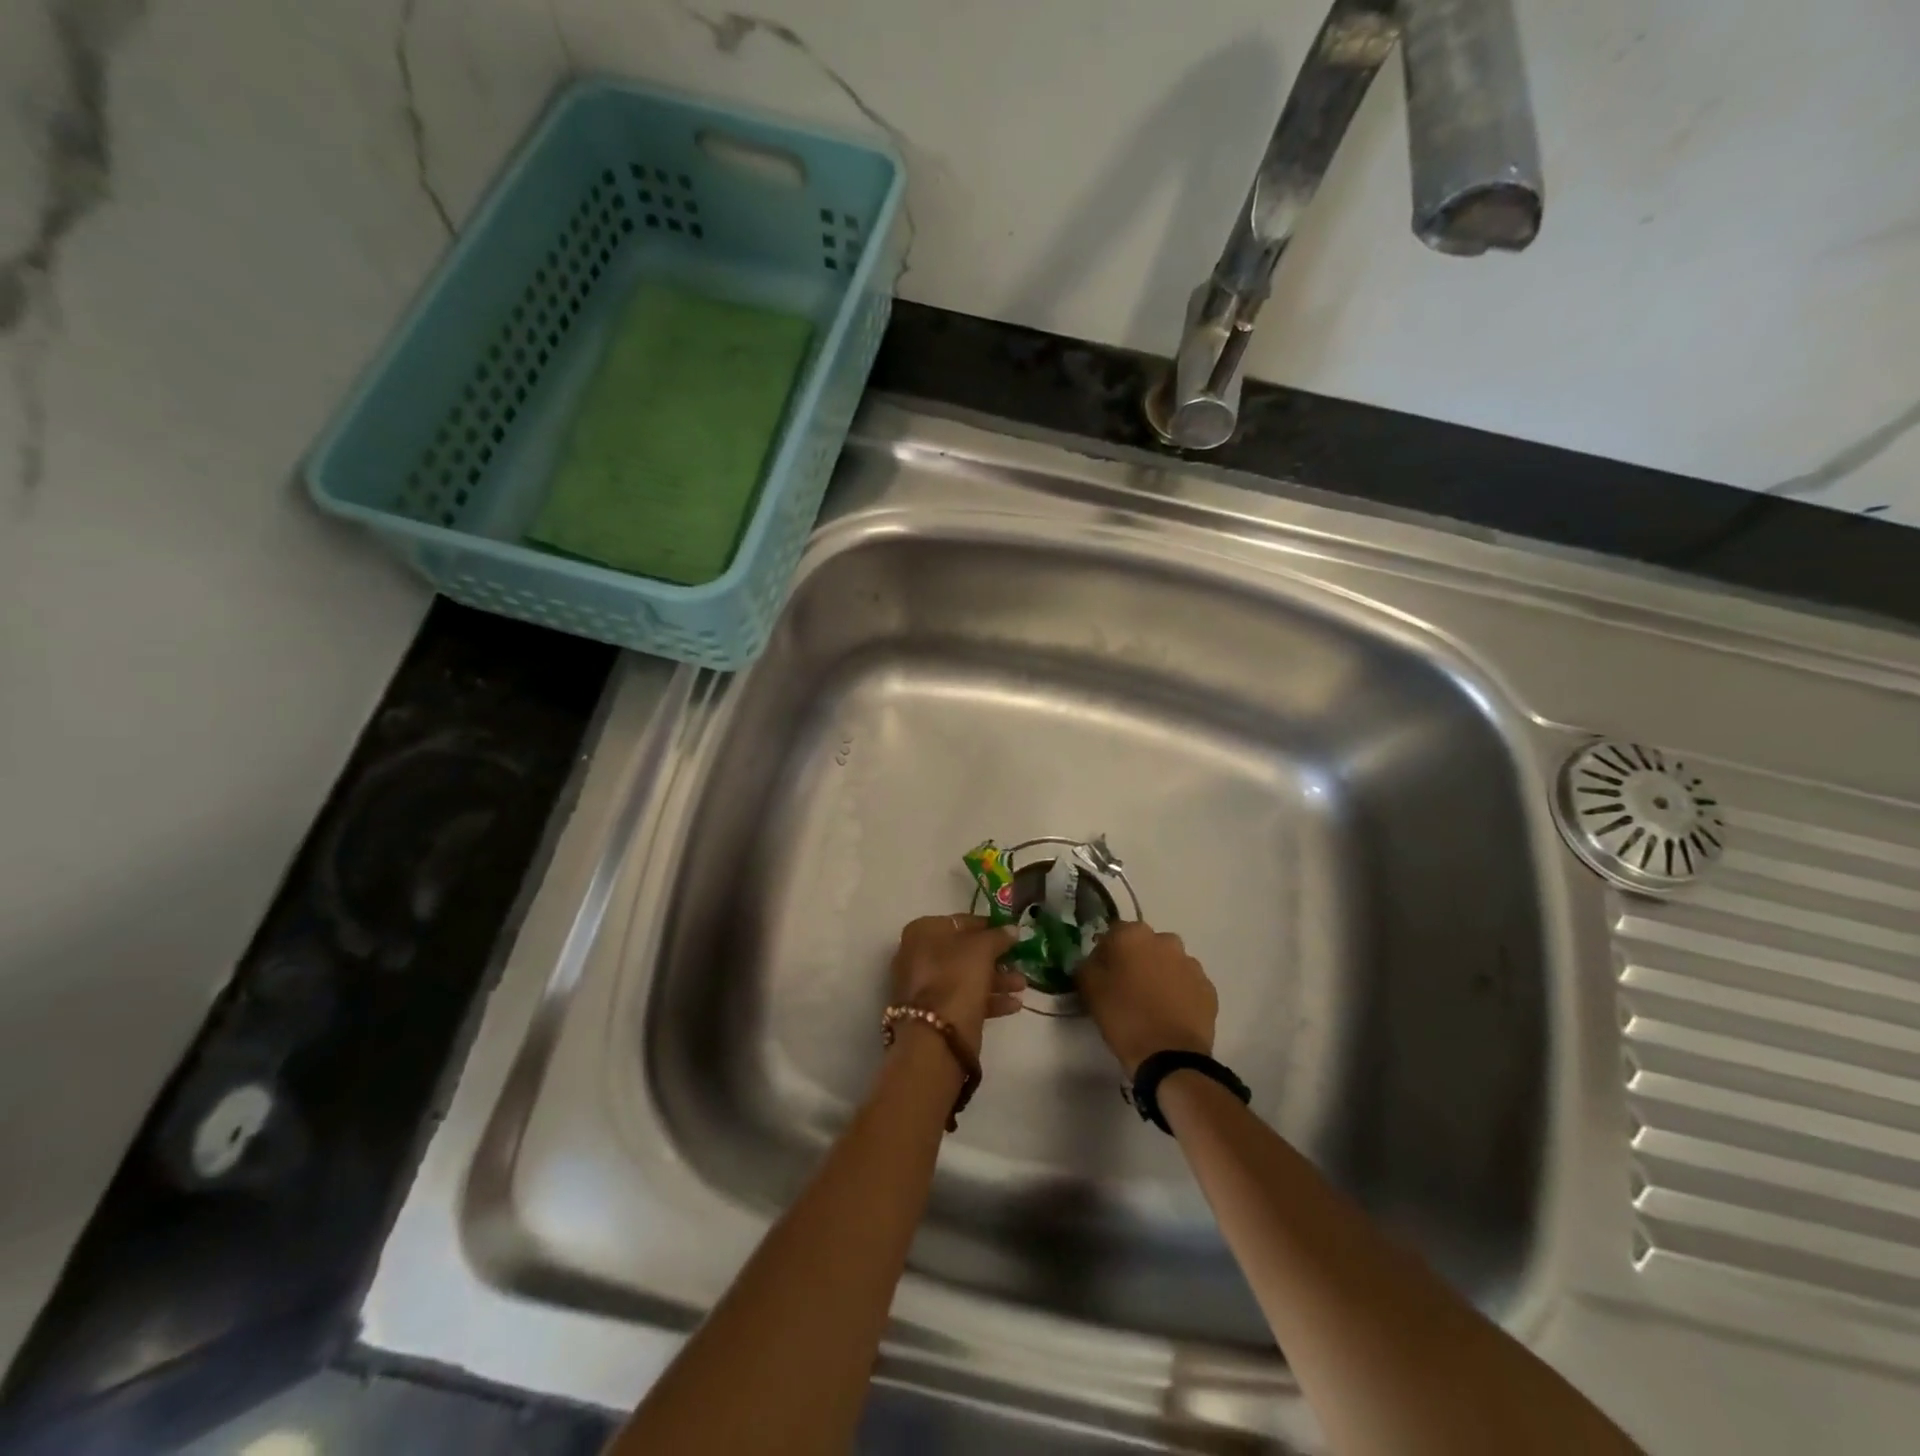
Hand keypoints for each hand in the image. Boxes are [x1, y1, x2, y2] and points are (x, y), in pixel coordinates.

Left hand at [889, 914, 1025, 1058]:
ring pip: (965, 976)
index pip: (960, 921)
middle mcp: (918, 955)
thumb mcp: (982, 949)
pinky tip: (1014, 1005)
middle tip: (1020, 961)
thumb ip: (998, 936)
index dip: (987, 926)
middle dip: (995, 958)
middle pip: (963, 951)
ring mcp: (924, 986)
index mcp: (923, 931)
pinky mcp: (934, 1013)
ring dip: (996, 979)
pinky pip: (963, 999)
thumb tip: (1012, 929)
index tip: (1010, 933)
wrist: (935, 1036)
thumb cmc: (956, 977)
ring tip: (1022, 986)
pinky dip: (988, 999)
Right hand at [1076, 920, 1217, 1075]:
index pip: (1113, 934)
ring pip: (1168, 963)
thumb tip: (1094, 960)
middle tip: (1127, 989)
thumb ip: (1087, 965)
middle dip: (1136, 961)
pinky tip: (1170, 1014)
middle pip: (1144, 945)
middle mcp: (1165, 940)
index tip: (1102, 975)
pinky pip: (1187, 984)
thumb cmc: (1124, 1017)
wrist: (1170, 1057)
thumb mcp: (1089, 989)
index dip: (1106, 954)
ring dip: (1159, 975)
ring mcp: (1191, 964)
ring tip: (1151, 1004)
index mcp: (1133, 934)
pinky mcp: (1208, 988)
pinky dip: (1179, 993)